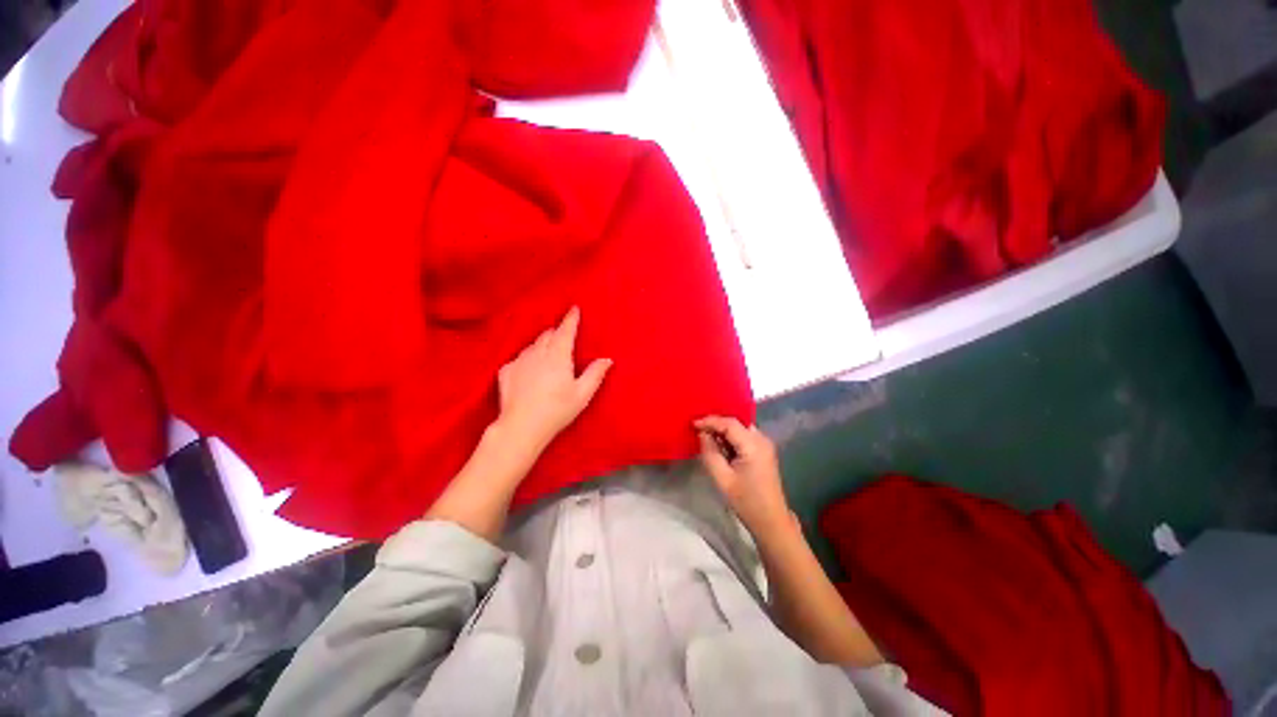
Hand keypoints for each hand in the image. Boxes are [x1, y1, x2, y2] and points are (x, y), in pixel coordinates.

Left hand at [497, 307, 611, 453]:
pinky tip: (530, 369)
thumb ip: (595, 374)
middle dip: (557, 331)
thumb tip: (607, 359)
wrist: (521, 427)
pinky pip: (520, 357)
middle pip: (548, 334)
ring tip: (548, 353)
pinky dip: (528, 357)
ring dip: (542, 344)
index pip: (565, 330)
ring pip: (533, 345)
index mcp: (557, 356)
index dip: (571, 318)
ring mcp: (519, 361)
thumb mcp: (582, 395)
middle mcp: (537, 353)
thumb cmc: (556, 410)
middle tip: (564, 335)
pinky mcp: (506, 371)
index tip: (574, 308)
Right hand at [695, 416, 791, 535]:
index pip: (730, 423)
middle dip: (716, 424)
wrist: (771, 520)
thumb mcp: (722, 478)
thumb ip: (710, 453)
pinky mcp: (763, 451)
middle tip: (697, 429)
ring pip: (740, 428)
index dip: (710, 421)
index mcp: (753, 445)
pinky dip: (730, 437)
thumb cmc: (746, 501)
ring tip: (705, 435)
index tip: (692, 424)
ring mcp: (765, 444)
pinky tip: (719, 445)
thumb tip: (702, 434)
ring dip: (723, 430)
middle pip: (736, 423)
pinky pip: (744, 436)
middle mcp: (762, 439)